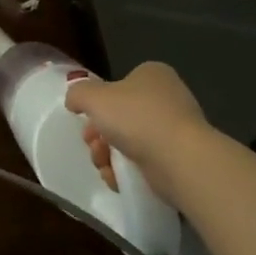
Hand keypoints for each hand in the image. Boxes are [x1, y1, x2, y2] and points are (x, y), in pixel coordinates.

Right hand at [64, 61, 207, 199]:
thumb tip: (74, 102)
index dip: (98, 103)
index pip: (119, 85)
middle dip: (100, 134)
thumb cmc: (136, 117)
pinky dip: (127, 172)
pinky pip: (146, 163)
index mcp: (152, 75)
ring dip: (109, 155)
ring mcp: (177, 131)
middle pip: (121, 116)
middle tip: (92, 145)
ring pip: (131, 142)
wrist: (180, 160)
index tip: (86, 120)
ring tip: (103, 165)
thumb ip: (78, 94)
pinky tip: (117, 179)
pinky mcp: (181, 161)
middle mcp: (168, 99)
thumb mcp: (93, 96)